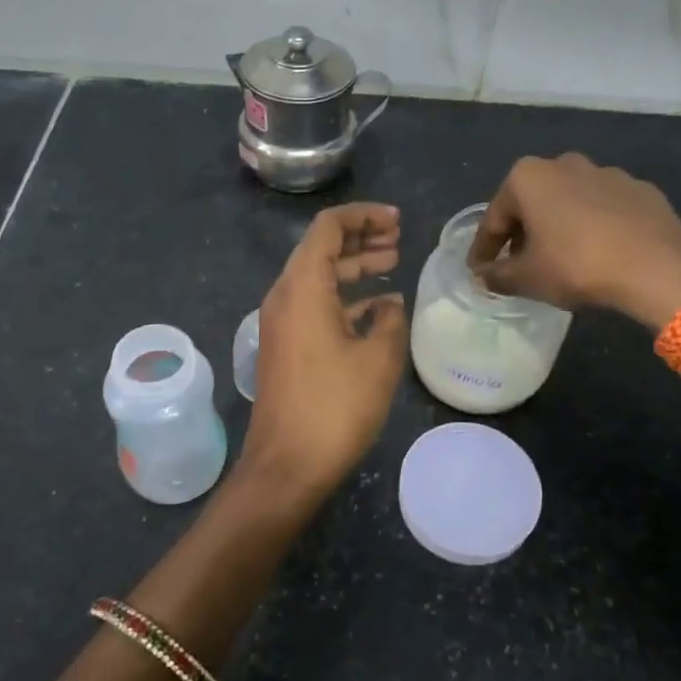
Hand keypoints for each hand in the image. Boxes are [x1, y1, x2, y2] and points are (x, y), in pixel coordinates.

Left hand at [242, 202, 407, 502]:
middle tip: (399, 239)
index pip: (329, 227)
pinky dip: (345, 297)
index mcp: (302, 286)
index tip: (398, 221)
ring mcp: (281, 322)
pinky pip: (315, 305)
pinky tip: (378, 308)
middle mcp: (285, 295)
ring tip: (393, 262)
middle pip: (321, 248)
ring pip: (318, 277)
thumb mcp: (379, 359)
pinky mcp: (285, 346)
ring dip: (354, 267)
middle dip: (361, 237)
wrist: (286, 465)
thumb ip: (391, 320)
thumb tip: (390, 303)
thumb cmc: (335, 407)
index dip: (364, 216)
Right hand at [467, 154, 680, 329]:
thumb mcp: (526, 278)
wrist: (656, 266)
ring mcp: (606, 173)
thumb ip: (497, 276)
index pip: (494, 217)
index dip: (484, 249)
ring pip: (569, 203)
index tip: (480, 271)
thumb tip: (483, 277)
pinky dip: (593, 228)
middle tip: (518, 265)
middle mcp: (564, 163)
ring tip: (560, 261)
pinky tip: (598, 254)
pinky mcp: (640, 190)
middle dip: (522, 233)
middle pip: (532, 203)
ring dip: (558, 228)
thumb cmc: (576, 265)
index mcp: (528, 177)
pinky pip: (603, 210)